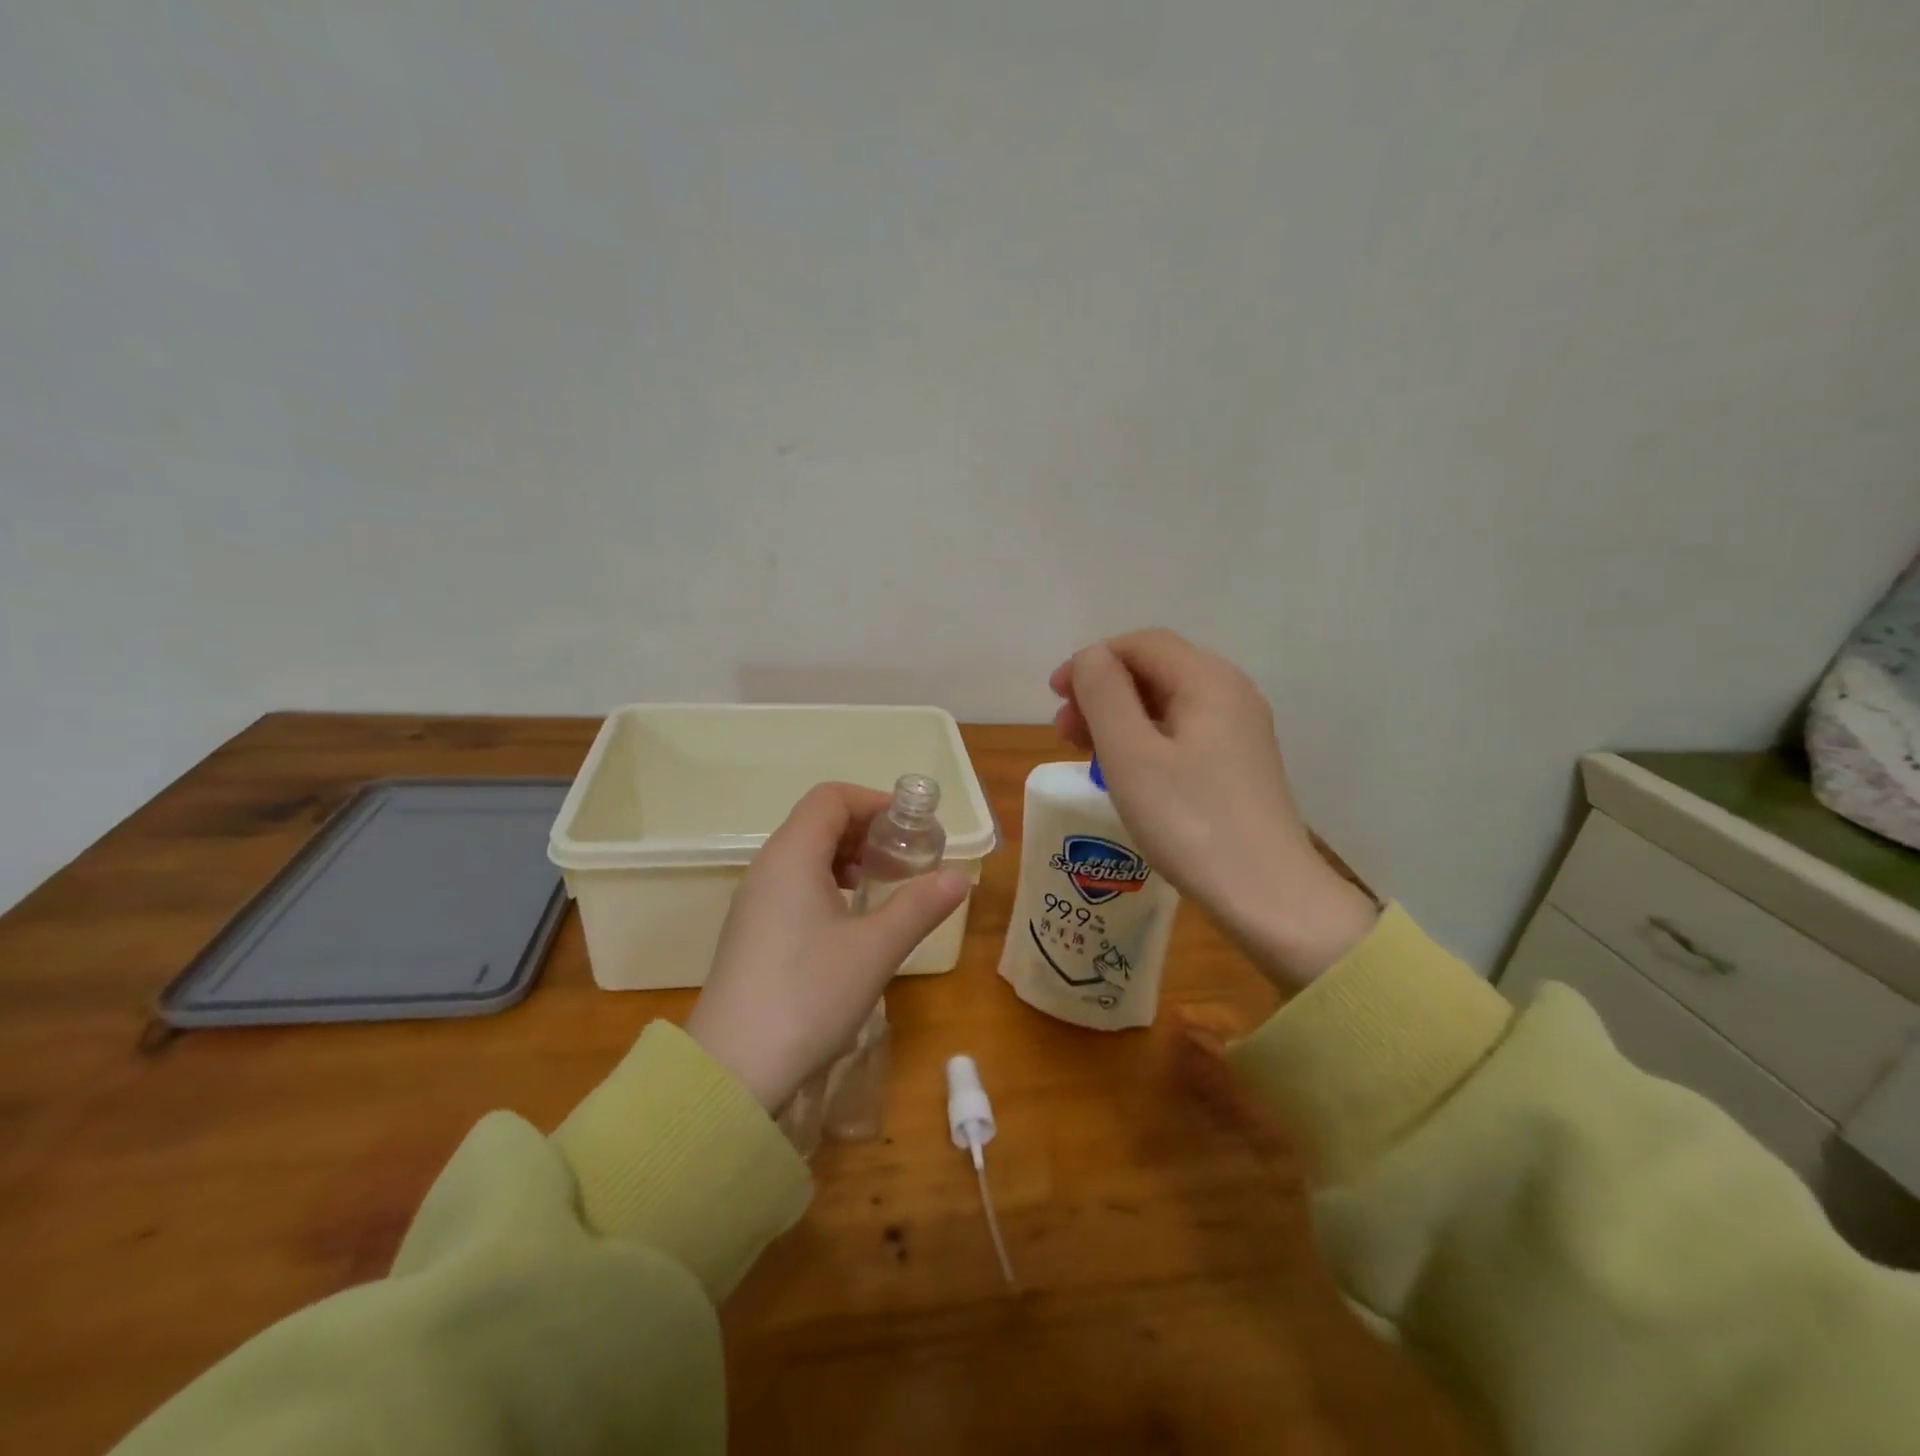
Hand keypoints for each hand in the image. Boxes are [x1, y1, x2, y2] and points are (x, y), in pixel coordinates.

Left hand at [684, 783, 969, 1111]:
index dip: (874, 802)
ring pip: (804, 853)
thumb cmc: (809, 995)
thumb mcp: (876, 949)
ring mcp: (753, 900)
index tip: (911, 828)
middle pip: (817, 821)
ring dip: (846, 857)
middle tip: (904, 859)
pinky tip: (848, 919)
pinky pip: (791, 883)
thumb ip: (919, 906)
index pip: (831, 798)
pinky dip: (826, 882)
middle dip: (866, 830)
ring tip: (879, 886)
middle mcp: (767, 867)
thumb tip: (959, 877)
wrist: (733, 1070)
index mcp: (792, 855)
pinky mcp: (750, 930)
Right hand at [1052, 629, 1376, 988]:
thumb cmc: (1189, 821)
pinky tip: (1125, 773)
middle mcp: (1231, 693)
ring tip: (1086, 754)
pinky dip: (1144, 740)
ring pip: (1166, 703)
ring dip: (1119, 718)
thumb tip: (1090, 659)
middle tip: (1064, 732)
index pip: (1140, 643)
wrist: (1267, 896)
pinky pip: (1182, 733)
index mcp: (1208, 680)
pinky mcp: (1239, 764)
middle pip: (1155, 669)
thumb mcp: (1131, 754)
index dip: (1091, 661)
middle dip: (1102, 691)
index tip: (1055, 698)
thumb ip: (1103, 693)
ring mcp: (1240, 730)